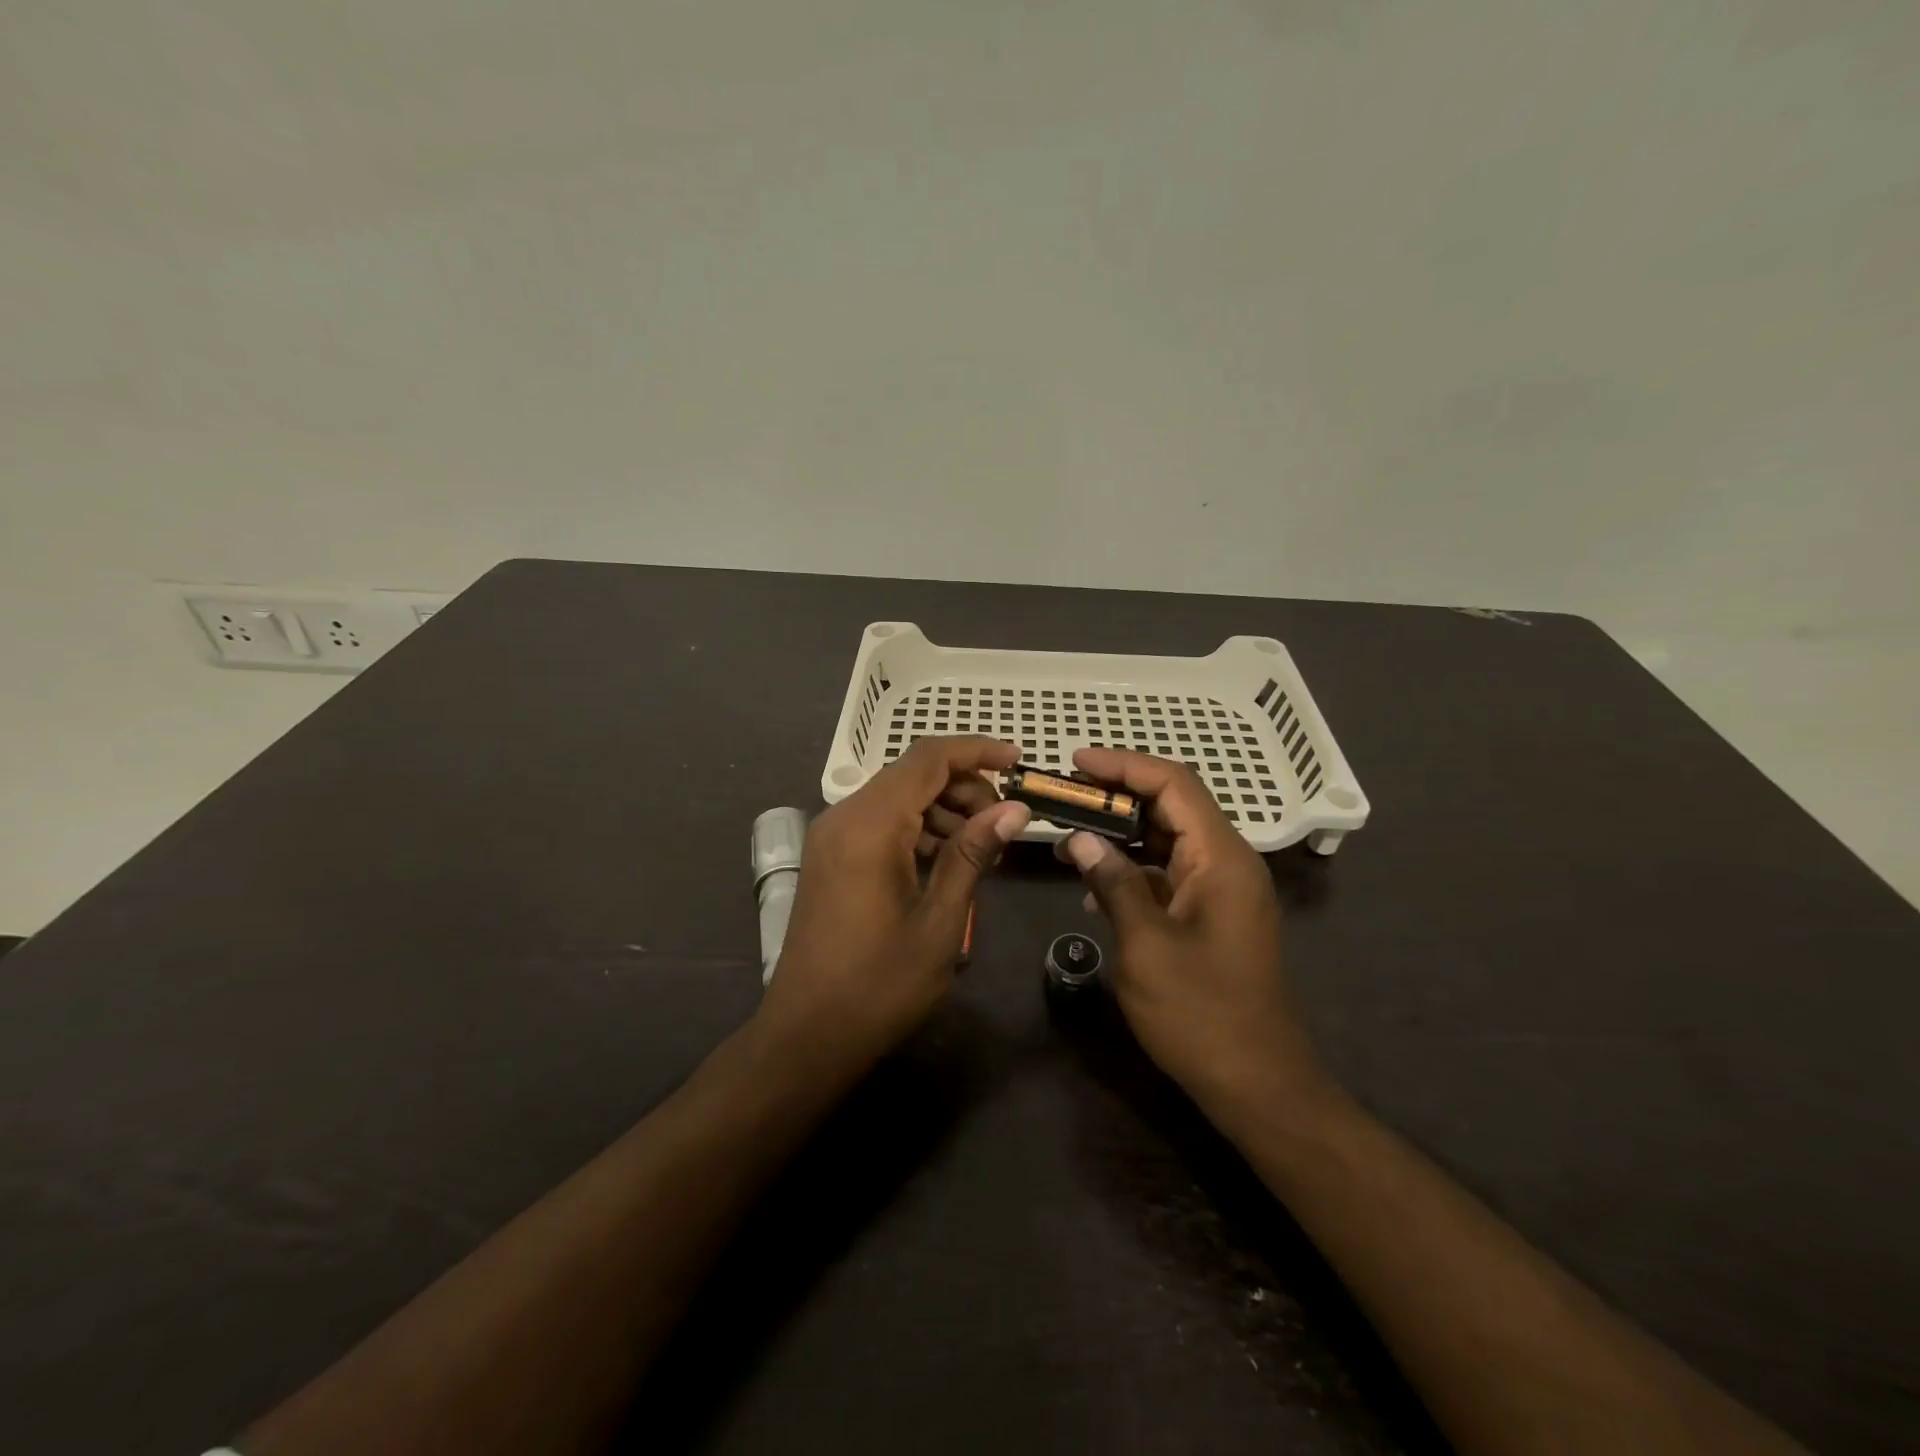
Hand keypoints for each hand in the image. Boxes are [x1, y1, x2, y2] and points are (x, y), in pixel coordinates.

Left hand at [759, 737, 1029, 1067]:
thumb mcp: (940, 922)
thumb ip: (973, 855)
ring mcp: (832, 837)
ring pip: (897, 796)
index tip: (1019, 761)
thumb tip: (1013, 810)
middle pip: (912, 773)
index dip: (977, 751)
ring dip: (943, 808)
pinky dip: (918, 827)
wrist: (807, 1035)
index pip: (928, 759)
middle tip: (1003, 822)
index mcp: (869, 826)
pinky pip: (881, 822)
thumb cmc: (879, 985)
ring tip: (982, 846)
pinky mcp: (831, 858)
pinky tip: (947, 860)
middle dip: (964, 785)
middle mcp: (844, 817)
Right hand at [1057, 748, 1331, 1112]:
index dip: (1124, 766)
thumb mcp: (1146, 945)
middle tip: (1064, 795)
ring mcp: (1220, 891)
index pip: (1174, 784)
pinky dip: (1131, 871)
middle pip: (1171, 806)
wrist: (1256, 1082)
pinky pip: (1167, 875)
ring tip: (1068, 836)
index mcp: (1222, 858)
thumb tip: (1079, 838)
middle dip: (1116, 796)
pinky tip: (1093, 891)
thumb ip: (1113, 883)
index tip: (1076, 762)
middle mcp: (1227, 863)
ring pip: (1166, 840)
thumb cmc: (1201, 1012)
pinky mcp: (1209, 916)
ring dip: (1119, 834)